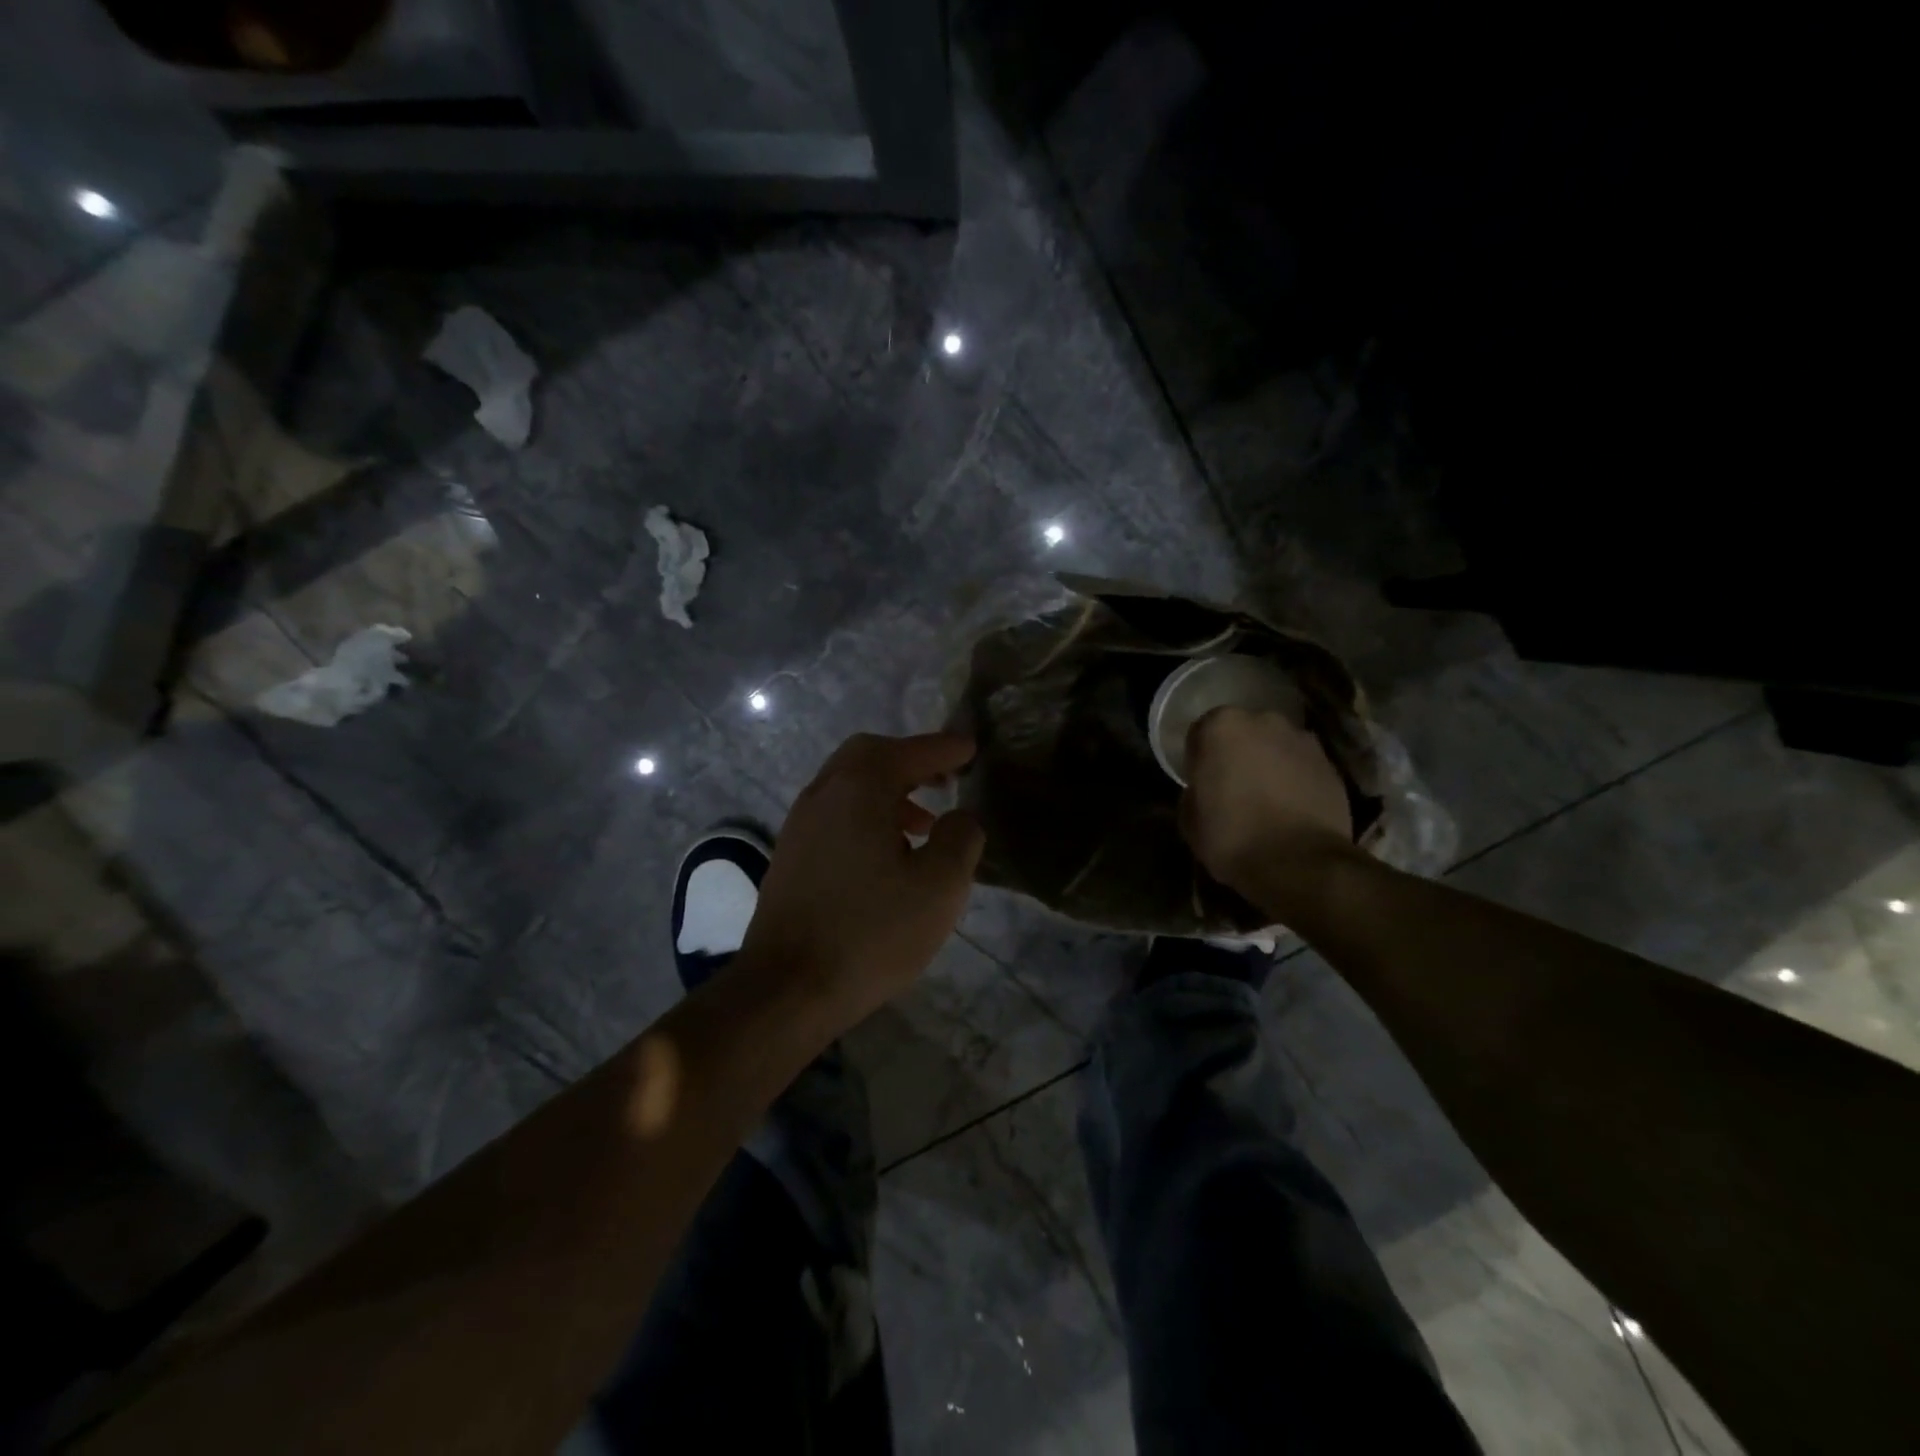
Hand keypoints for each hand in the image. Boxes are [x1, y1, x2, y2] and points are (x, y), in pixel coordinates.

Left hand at [742, 732, 984, 1027]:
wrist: (786, 988)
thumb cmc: (871, 933)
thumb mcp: (939, 887)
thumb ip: (961, 838)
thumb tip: (961, 817)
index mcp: (859, 789)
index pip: (910, 752)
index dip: (945, 748)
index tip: (970, 748)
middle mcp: (823, 793)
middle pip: (869, 755)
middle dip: (910, 760)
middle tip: (944, 778)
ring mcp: (799, 823)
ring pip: (848, 784)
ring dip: (888, 789)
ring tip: (923, 823)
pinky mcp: (790, 854)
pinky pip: (834, 812)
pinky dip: (865, 813)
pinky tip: (886, 854)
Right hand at [1180, 706, 1353, 901]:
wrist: (1299, 864)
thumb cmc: (1232, 837)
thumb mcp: (1189, 818)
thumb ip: (1196, 790)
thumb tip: (1205, 790)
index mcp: (1221, 727)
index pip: (1202, 732)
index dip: (1200, 758)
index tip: (1202, 781)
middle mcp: (1263, 721)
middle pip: (1243, 732)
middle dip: (1237, 753)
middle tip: (1233, 786)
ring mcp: (1302, 740)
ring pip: (1275, 747)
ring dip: (1268, 763)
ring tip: (1266, 799)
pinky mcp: (1330, 764)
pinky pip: (1301, 766)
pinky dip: (1295, 779)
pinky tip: (1290, 808)